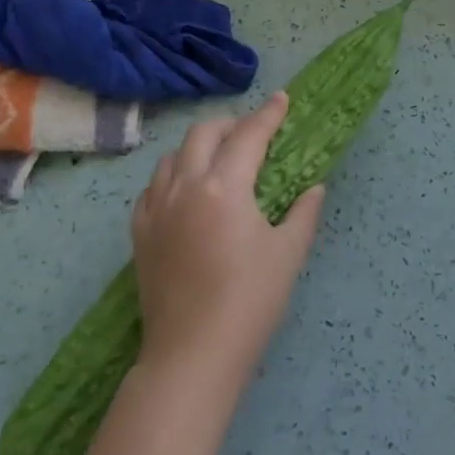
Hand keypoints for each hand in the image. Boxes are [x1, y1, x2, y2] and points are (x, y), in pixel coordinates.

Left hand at [131, 93, 324, 390]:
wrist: (192, 355)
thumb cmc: (249, 301)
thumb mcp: (288, 253)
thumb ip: (303, 212)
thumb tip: (314, 188)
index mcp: (225, 187)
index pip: (249, 136)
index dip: (268, 114)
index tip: (282, 99)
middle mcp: (185, 187)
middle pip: (204, 134)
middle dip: (231, 125)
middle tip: (253, 133)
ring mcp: (156, 209)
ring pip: (173, 157)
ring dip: (198, 147)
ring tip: (219, 160)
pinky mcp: (140, 233)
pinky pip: (152, 187)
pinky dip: (173, 176)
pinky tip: (186, 192)